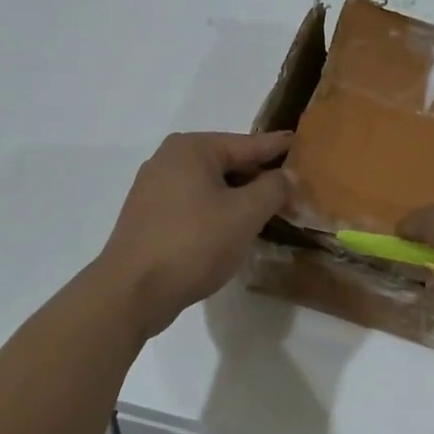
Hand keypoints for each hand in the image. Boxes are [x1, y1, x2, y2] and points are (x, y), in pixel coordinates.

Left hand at [97, 131, 293, 338]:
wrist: (133, 291)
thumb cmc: (194, 243)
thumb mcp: (244, 214)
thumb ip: (273, 189)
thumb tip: (288, 174)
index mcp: (191, 148)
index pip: (247, 144)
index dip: (278, 148)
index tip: (301, 142)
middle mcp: (169, 159)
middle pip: (228, 163)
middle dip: (260, 179)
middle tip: (294, 191)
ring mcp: (154, 188)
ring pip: (210, 186)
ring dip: (239, 198)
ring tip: (269, 211)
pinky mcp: (149, 216)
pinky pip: (194, 204)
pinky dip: (217, 212)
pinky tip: (234, 229)